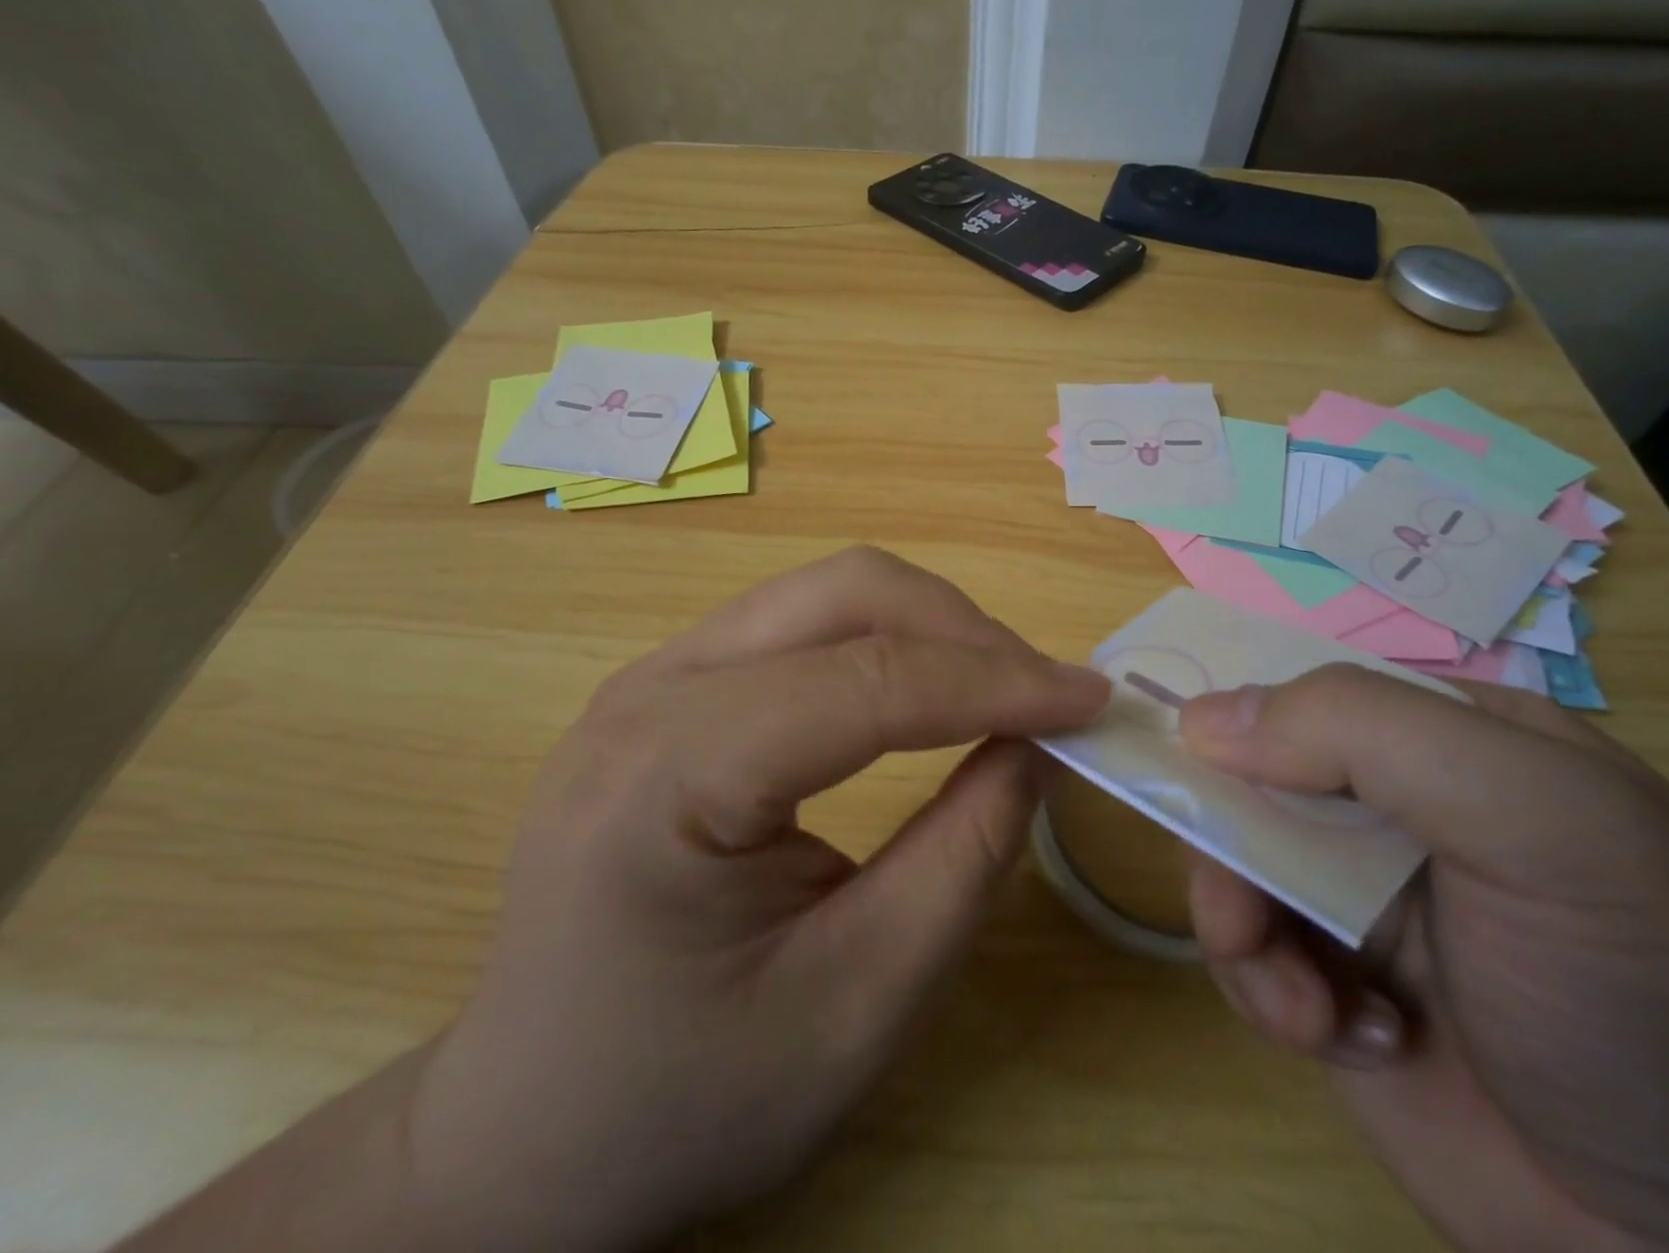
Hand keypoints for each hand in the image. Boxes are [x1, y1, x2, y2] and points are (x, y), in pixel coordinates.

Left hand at [118, 548, 1107, 1252]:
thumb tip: (1033, 745)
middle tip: (1044, 697)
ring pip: (828, 593)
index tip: (1093, 700)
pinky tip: (923, 692)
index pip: (868, 681)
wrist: (524, 1126)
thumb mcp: (856, 1005)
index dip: (997, 680)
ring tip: (999, 692)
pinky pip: (802, 624)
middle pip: (845, 593)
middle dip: (965, 632)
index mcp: (670, 771)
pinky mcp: (672, 685)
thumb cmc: (684, 1095)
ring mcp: (653, 674)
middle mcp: (652, 687)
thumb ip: (962, 859)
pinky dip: (884, 642)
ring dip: (930, 628)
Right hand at [1179, 668, 1668, 1252]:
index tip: (1178, 756)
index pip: (1303, 691)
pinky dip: (1268, 992)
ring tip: (1304, 1005)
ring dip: (1241, 929)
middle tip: (1243, 907)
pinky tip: (1345, 1039)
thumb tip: (1200, 717)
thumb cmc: (1642, 989)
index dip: (1233, 715)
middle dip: (1228, 840)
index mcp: (1442, 739)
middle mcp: (1390, 808)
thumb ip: (1364, 734)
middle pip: (1247, 779)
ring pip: (1229, 863)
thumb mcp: (1533, 820)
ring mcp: (1355, 897)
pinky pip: (1244, 952)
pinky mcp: (1329, 983)